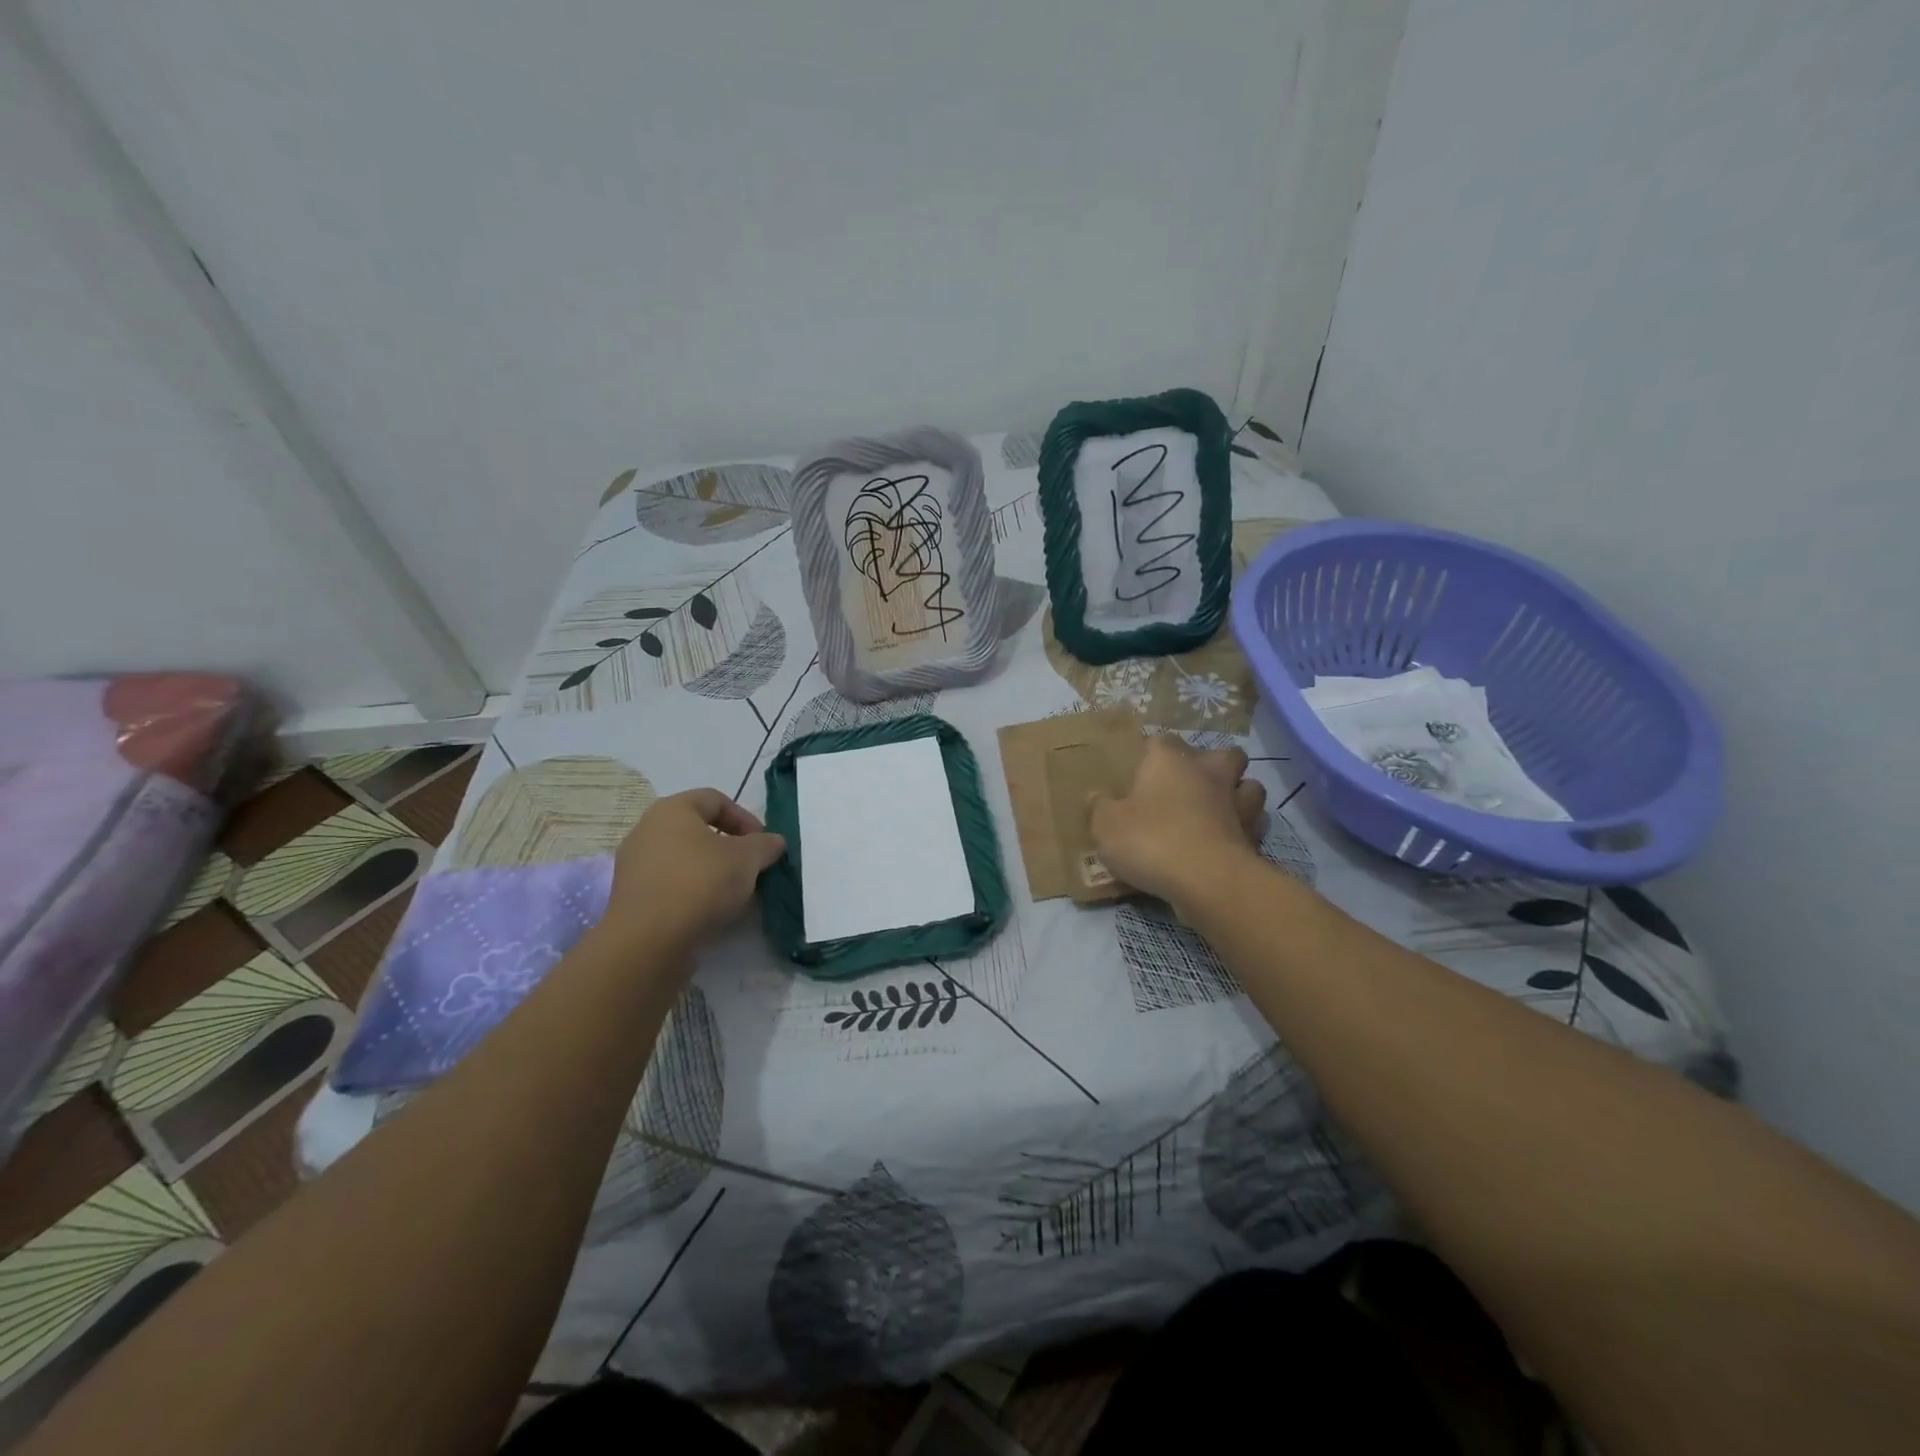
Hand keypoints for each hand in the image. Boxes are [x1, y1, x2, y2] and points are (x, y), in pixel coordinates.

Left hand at [600, 789, 785, 949]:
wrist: (649, 941)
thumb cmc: (700, 883)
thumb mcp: (747, 859)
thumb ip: (765, 845)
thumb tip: (774, 841)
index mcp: (672, 809)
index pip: (715, 799)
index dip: (745, 818)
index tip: (763, 844)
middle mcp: (647, 830)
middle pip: (698, 830)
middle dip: (730, 847)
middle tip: (752, 867)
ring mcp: (635, 865)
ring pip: (684, 859)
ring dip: (712, 871)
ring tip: (735, 894)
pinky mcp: (632, 897)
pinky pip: (670, 884)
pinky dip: (693, 892)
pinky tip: (711, 912)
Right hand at [1089, 735, 1265, 911]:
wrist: (1207, 881)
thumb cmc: (1151, 841)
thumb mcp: (1107, 826)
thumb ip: (1100, 809)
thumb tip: (1095, 797)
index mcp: (1170, 761)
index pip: (1162, 741)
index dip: (1152, 751)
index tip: (1141, 766)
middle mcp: (1208, 774)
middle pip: (1224, 754)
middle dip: (1213, 764)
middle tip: (1192, 783)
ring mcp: (1238, 804)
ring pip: (1250, 786)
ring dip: (1238, 794)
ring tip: (1220, 810)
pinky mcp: (1255, 837)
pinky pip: (1254, 825)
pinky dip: (1245, 830)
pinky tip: (1229, 841)